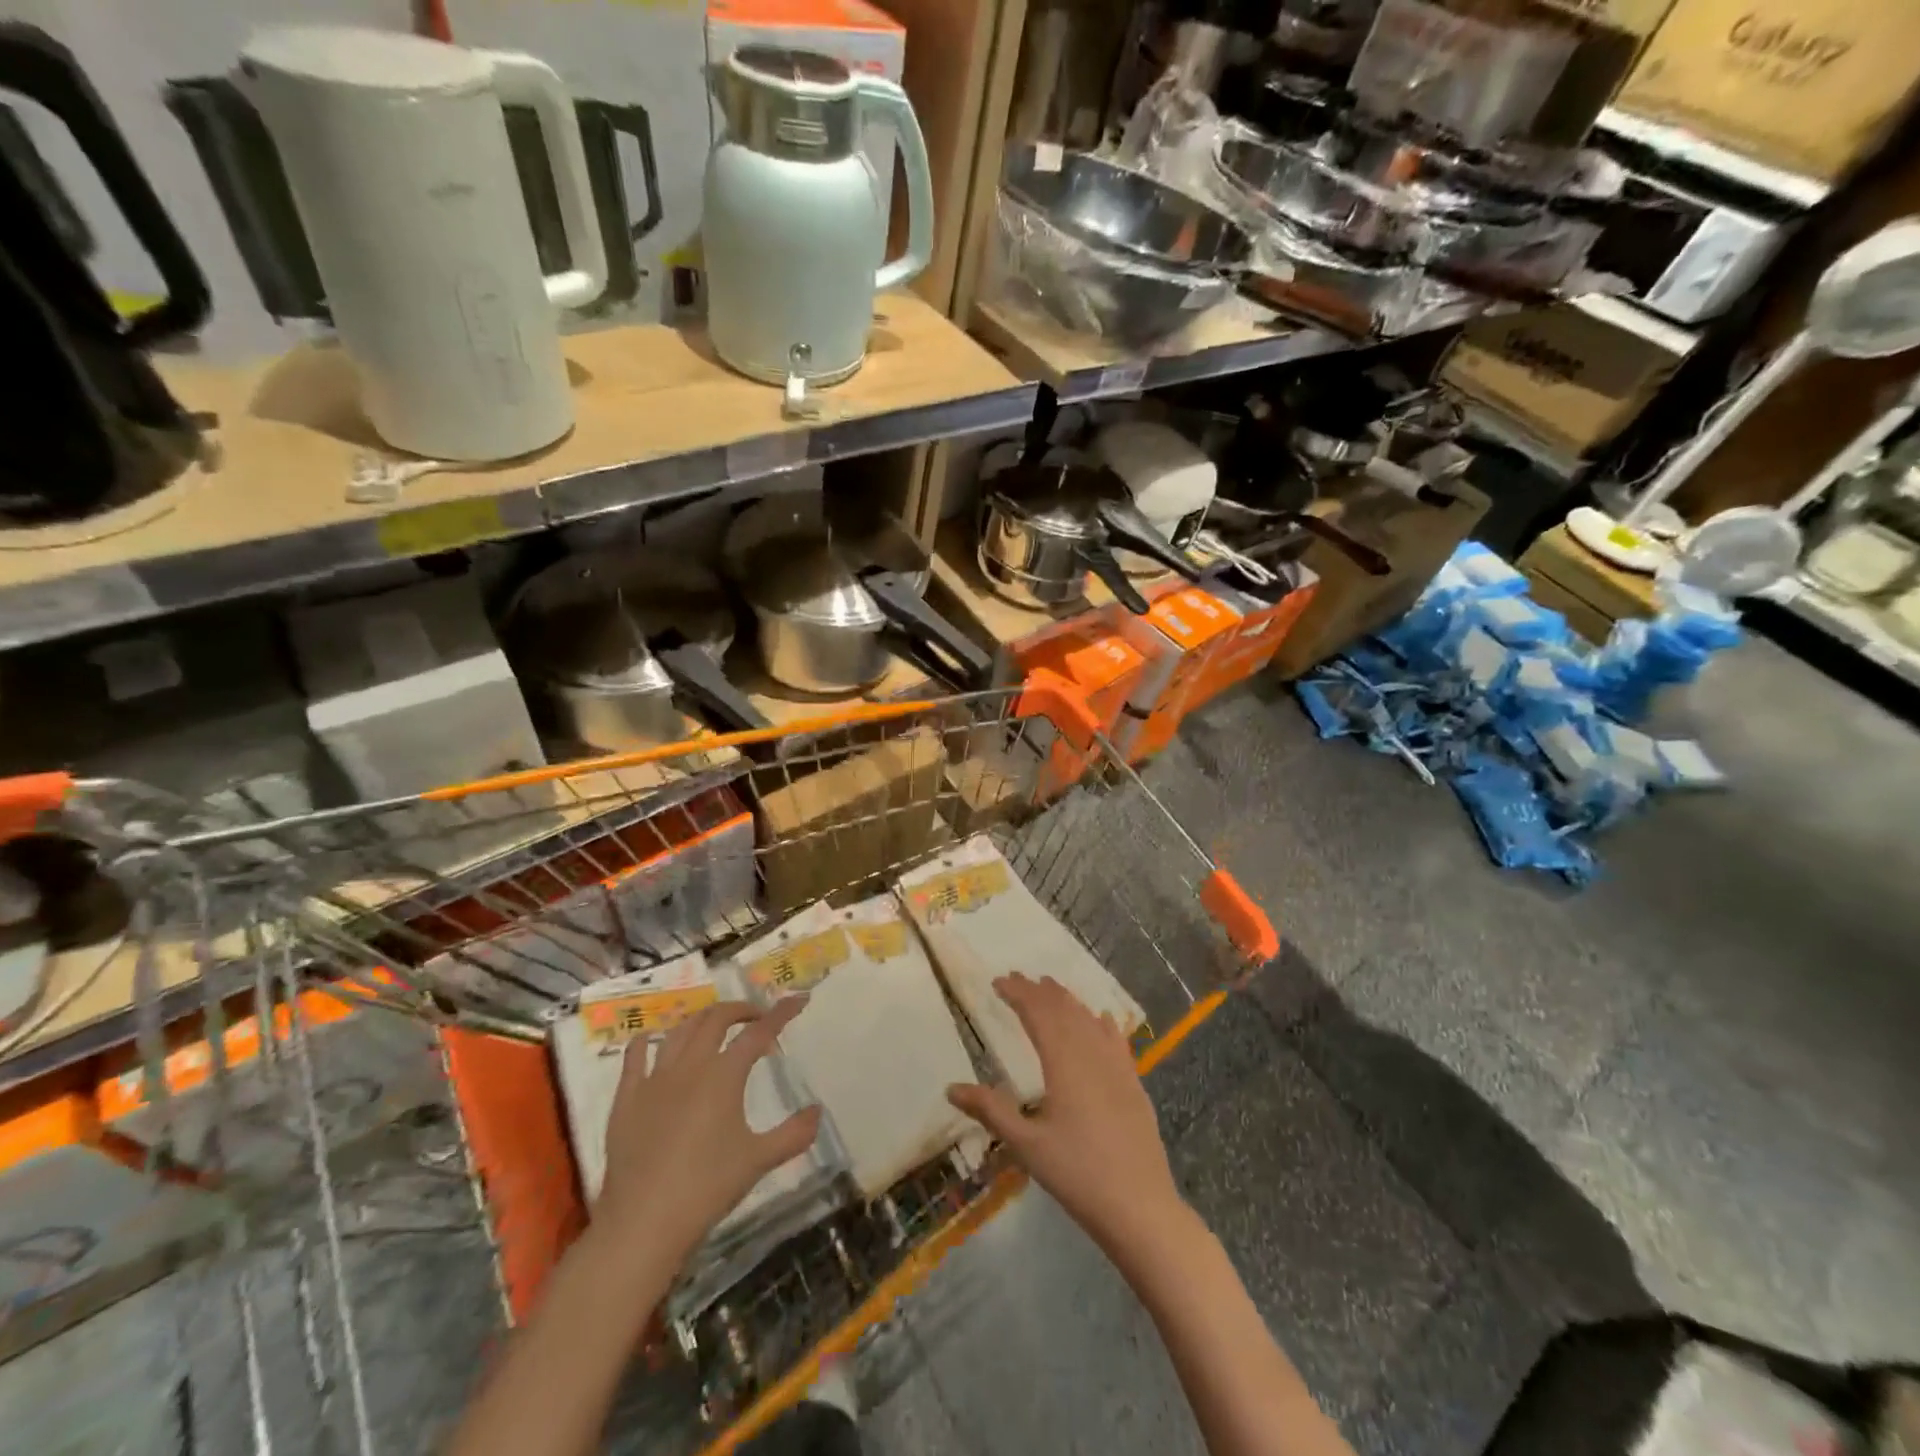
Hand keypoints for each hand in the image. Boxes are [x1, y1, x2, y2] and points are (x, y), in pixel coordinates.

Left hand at [598, 998, 821, 1267]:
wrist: (642, 1224)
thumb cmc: (706, 1189)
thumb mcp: (758, 1161)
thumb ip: (793, 1134)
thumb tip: (818, 1112)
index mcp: (723, 1075)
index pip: (759, 1032)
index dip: (782, 1012)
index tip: (799, 999)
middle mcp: (690, 1066)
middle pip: (717, 1019)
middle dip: (742, 1010)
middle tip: (758, 1018)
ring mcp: (654, 1079)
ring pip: (680, 1030)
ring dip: (703, 1019)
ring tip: (716, 1026)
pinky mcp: (627, 1098)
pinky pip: (636, 1055)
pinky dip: (650, 1039)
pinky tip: (656, 1039)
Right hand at [947, 973, 1187, 1254]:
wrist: (1139, 1206)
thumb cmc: (1077, 1174)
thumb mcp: (1026, 1145)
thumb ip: (991, 1111)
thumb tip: (951, 1088)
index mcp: (1064, 1062)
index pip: (1038, 1014)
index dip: (1019, 993)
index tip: (999, 981)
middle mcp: (1091, 1054)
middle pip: (1064, 1010)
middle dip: (1040, 991)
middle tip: (1018, 978)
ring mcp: (1117, 1067)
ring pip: (1090, 1020)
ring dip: (1068, 1001)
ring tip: (1051, 988)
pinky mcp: (1134, 1084)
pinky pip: (1116, 1041)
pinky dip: (1103, 1024)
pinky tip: (1102, 1019)